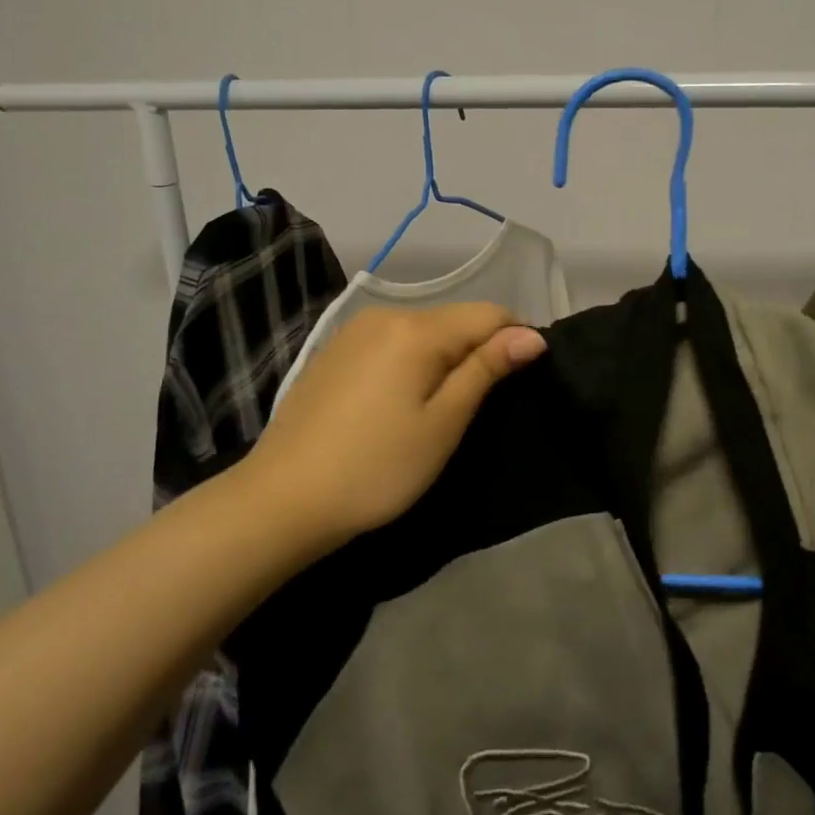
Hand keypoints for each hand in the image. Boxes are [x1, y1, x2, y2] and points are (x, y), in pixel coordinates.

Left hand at [244, 302, 546, 552]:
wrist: (282, 500)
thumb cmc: (376, 467)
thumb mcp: (443, 423)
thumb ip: (486, 369)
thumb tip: (532, 335)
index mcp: (416, 329)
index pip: (490, 313)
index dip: (516, 341)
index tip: (522, 383)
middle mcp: (385, 315)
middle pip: (455, 318)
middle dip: (480, 349)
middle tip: (482, 406)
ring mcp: (353, 331)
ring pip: (424, 330)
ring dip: (446, 357)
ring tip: (445, 407)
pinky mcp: (334, 352)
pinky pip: (392, 342)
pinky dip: (412, 361)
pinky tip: (401, 402)